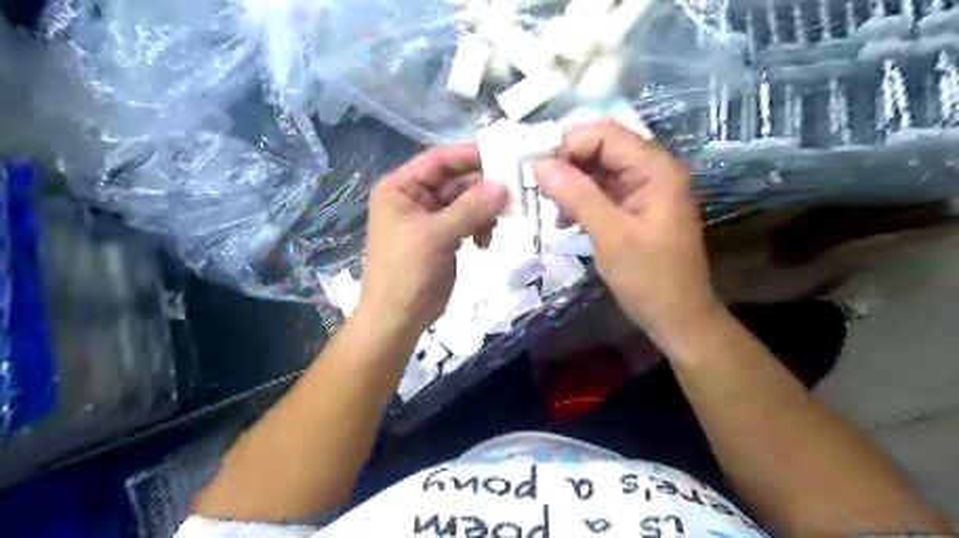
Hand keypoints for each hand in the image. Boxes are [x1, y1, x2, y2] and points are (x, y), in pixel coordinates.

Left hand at [359, 143, 509, 336]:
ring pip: (466, 202)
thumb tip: (504, 185)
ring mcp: (431, 218)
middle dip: (482, 188)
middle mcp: (415, 198)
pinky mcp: (444, 237)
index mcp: (401, 188)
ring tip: (495, 226)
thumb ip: (471, 208)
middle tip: (512, 193)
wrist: (398, 318)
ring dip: (484, 212)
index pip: (437, 160)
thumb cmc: (406, 271)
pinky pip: (468, 222)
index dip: (468, 155)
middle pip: (455, 181)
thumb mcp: (436, 235)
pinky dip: (480, 228)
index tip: (503, 155)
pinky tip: (484, 243)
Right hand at [535, 119, 715, 342]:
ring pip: (599, 171)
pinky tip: (564, 219)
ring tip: (550, 206)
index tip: (539, 171)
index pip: (606, 134)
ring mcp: (643, 191)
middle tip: (539, 188)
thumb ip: (577, 195)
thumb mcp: (610, 235)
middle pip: (602, 149)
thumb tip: (541, 164)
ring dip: (571, 184)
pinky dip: (581, 200)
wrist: (677, 317)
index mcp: (655, 169)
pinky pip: (602, 192)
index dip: (570, 145)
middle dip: (568, 164)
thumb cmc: (649, 277)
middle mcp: (651, 171)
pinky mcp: (634, 210)